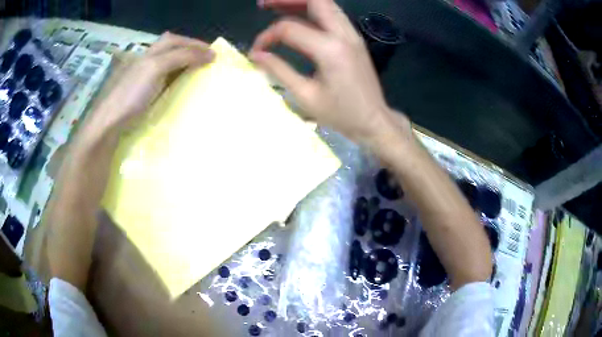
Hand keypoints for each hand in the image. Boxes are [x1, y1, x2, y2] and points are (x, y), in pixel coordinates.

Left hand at [101, 32, 214, 128]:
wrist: (109, 124)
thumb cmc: (131, 94)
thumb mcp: (156, 68)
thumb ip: (181, 57)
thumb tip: (210, 54)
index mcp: (149, 53)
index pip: (175, 41)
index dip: (194, 44)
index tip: (214, 54)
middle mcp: (145, 62)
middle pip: (170, 49)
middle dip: (189, 50)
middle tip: (206, 60)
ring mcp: (142, 79)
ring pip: (166, 64)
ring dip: (182, 64)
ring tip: (196, 71)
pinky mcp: (141, 96)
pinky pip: (162, 81)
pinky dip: (174, 79)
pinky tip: (179, 87)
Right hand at [251, 0, 409, 143]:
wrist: (374, 120)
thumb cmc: (341, 114)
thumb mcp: (306, 96)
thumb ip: (279, 70)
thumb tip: (256, 55)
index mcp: (330, 50)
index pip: (289, 28)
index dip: (267, 36)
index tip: (257, 51)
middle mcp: (343, 34)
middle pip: (315, 0)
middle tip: (264, 4)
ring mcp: (352, 34)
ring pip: (326, 3)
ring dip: (301, 2)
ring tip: (277, 6)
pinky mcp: (355, 38)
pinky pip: (333, 13)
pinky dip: (313, 9)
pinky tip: (300, 16)